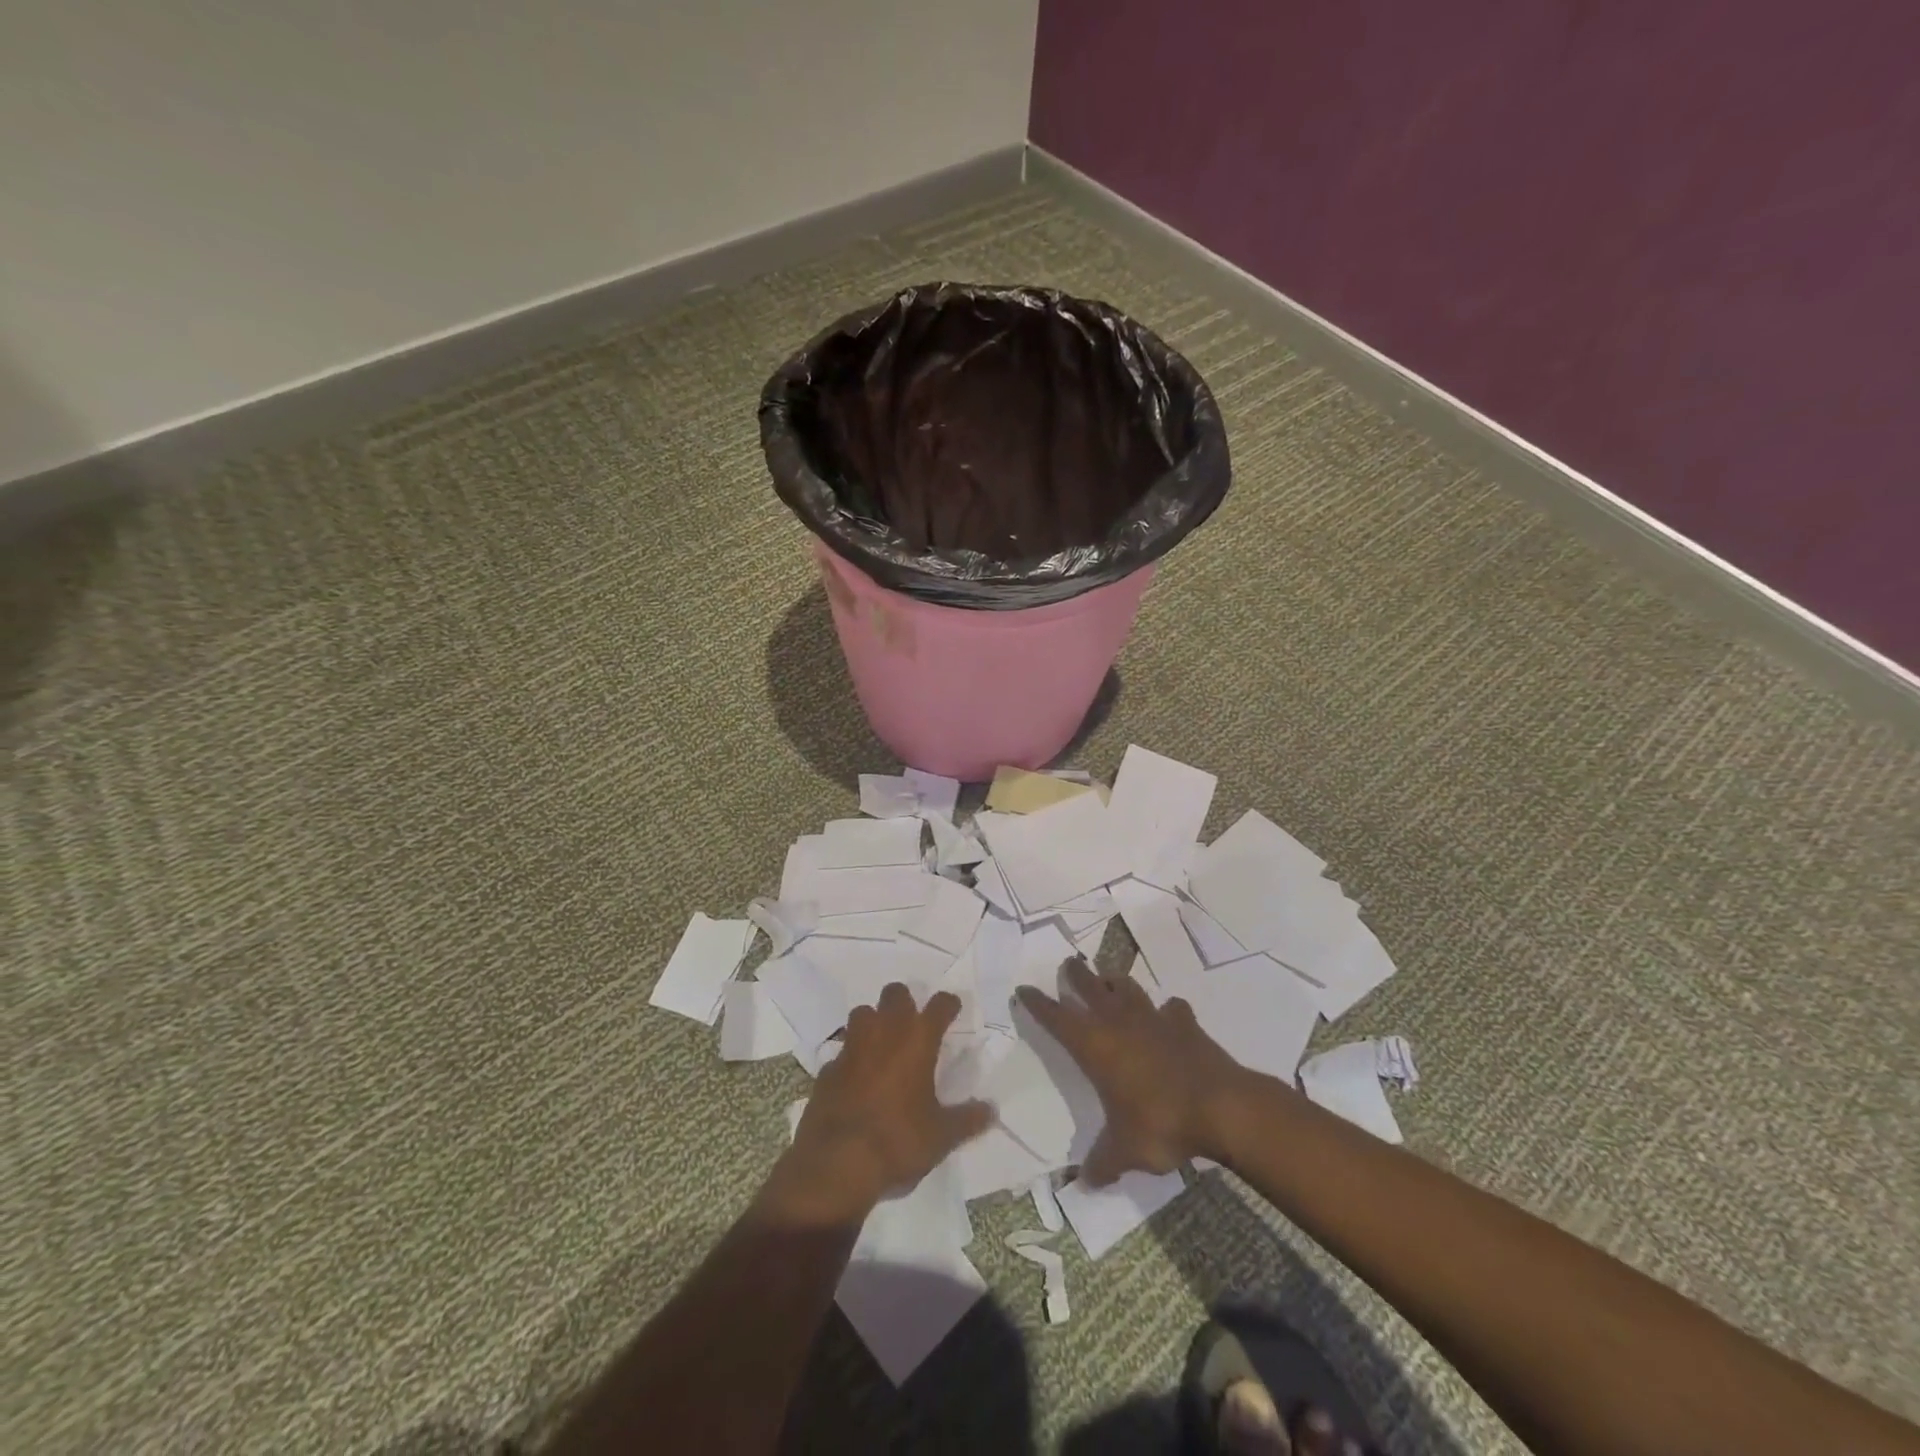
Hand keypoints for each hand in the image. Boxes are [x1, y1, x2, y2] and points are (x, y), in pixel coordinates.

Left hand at [766, 985, 991, 1225]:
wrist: (837, 1164)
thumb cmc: (898, 1141)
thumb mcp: (941, 1136)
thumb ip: (967, 1119)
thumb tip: (991, 1110)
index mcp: (917, 1040)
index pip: (939, 1005)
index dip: (948, 1004)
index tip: (952, 1009)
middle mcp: (884, 1033)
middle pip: (895, 994)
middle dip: (905, 1002)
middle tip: (913, 1022)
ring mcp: (851, 1047)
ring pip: (862, 1013)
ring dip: (874, 1021)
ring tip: (883, 1043)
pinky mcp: (827, 1069)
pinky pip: (842, 1051)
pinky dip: (852, 1058)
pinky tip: (856, 1078)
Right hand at [1017, 958, 1257, 1185]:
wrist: (1221, 1106)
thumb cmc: (1161, 1123)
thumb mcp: (1126, 1151)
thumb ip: (1103, 1163)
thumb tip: (1084, 1185)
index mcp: (1095, 1046)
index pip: (1056, 1018)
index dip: (1038, 1003)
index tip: (1024, 989)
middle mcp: (1119, 1022)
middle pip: (1090, 986)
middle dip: (1076, 974)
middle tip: (1068, 964)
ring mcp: (1154, 1018)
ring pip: (1128, 986)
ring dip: (1116, 981)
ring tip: (1110, 979)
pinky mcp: (1185, 1023)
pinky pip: (1172, 1008)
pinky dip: (1167, 1010)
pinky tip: (1168, 1015)